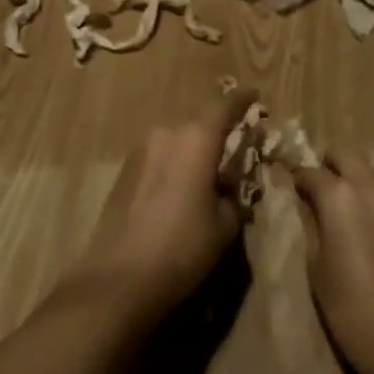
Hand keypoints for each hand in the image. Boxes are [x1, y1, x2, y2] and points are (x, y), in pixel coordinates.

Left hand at [75, 91, 259, 317]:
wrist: (118, 278)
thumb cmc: (182, 248)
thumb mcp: (224, 226)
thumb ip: (232, 196)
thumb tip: (227, 188)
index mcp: (195, 140)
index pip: (223, 107)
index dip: (241, 100)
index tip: (254, 95)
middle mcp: (165, 135)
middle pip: (197, 125)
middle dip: (217, 135)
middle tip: (234, 152)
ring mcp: (139, 152)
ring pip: (176, 142)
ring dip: (192, 153)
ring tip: (206, 179)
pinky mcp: (123, 173)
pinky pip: (158, 159)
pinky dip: (173, 167)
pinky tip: (178, 194)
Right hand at [293, 151, 373, 373]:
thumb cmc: (350, 307)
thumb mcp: (315, 265)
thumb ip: (309, 224)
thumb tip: (304, 204)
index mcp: (338, 195)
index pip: (308, 171)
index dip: (294, 179)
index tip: (286, 189)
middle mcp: (369, 184)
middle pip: (343, 153)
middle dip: (326, 165)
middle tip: (315, 190)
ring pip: (373, 160)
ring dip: (355, 170)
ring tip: (343, 197)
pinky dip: (373, 187)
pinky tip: (365, 216)